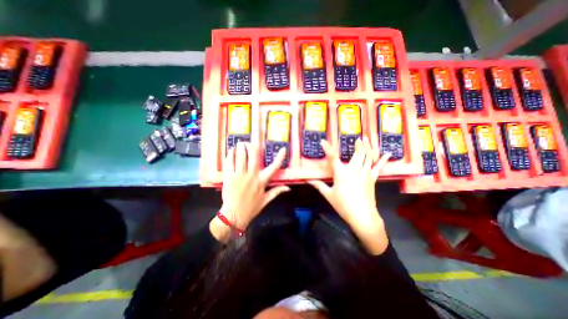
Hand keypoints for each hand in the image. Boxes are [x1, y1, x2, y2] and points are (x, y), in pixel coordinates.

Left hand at [210, 142, 290, 241]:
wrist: (234, 215)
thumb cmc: (251, 208)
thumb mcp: (266, 200)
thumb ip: (277, 191)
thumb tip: (289, 188)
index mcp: (262, 181)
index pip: (274, 167)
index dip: (280, 157)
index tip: (283, 149)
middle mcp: (252, 176)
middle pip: (253, 156)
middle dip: (251, 146)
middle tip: (249, 142)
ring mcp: (239, 176)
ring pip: (241, 157)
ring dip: (241, 147)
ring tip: (240, 143)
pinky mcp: (229, 177)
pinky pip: (229, 162)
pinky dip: (230, 155)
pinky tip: (231, 151)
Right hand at [308, 137, 393, 253]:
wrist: (362, 216)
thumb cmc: (343, 205)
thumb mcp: (329, 195)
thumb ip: (319, 185)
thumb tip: (308, 180)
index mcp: (341, 174)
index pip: (333, 158)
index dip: (327, 149)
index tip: (323, 141)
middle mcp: (354, 170)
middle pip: (358, 154)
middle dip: (358, 145)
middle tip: (358, 138)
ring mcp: (365, 173)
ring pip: (368, 156)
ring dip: (367, 147)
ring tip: (367, 139)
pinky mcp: (373, 178)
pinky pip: (378, 166)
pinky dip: (382, 159)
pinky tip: (388, 153)